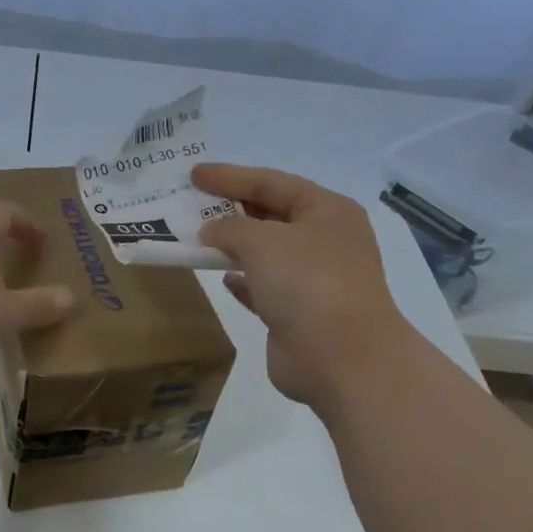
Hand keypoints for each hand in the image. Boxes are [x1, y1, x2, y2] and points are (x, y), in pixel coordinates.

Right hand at [195, 163, 410, 408]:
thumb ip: (229, 227)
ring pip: (266, 253)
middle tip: (192, 202)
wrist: (340, 357)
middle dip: (231, 208)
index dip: (231, 176)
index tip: (194, 174)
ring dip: (233, 245)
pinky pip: (263, 287)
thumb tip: (211, 231)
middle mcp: (325, 241)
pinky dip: (242, 280)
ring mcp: (314, 280)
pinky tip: (220, 277)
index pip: (272, 182)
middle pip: (271, 214)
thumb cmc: (307, 283)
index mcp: (327, 211)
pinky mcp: (298, 314)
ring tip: (196, 237)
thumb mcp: (262, 240)